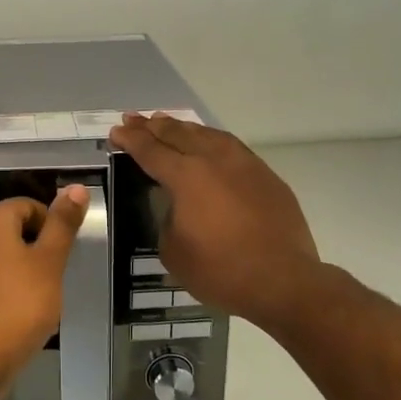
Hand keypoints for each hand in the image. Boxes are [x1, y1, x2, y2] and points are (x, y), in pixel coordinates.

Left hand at [0, 186, 89, 379]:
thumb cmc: (21, 303)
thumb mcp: (51, 261)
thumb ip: (62, 224)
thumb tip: (75, 187)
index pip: (26, 205)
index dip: (50, 222)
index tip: (63, 250)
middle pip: (8, 228)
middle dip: (34, 245)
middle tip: (55, 272)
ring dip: (17, 266)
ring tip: (39, 293)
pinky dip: (1, 286)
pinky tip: (17, 310)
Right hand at [109, 113, 320, 326]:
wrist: (283, 281)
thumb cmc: (221, 270)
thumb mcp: (174, 252)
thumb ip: (168, 221)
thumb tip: (178, 209)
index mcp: (186, 177)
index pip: (151, 151)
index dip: (131, 140)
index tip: (117, 131)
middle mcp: (214, 160)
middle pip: (178, 135)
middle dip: (152, 126)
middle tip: (134, 119)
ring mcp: (245, 165)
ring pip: (208, 135)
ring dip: (183, 128)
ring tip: (168, 123)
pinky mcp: (266, 176)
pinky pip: (232, 147)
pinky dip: (212, 140)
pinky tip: (209, 142)